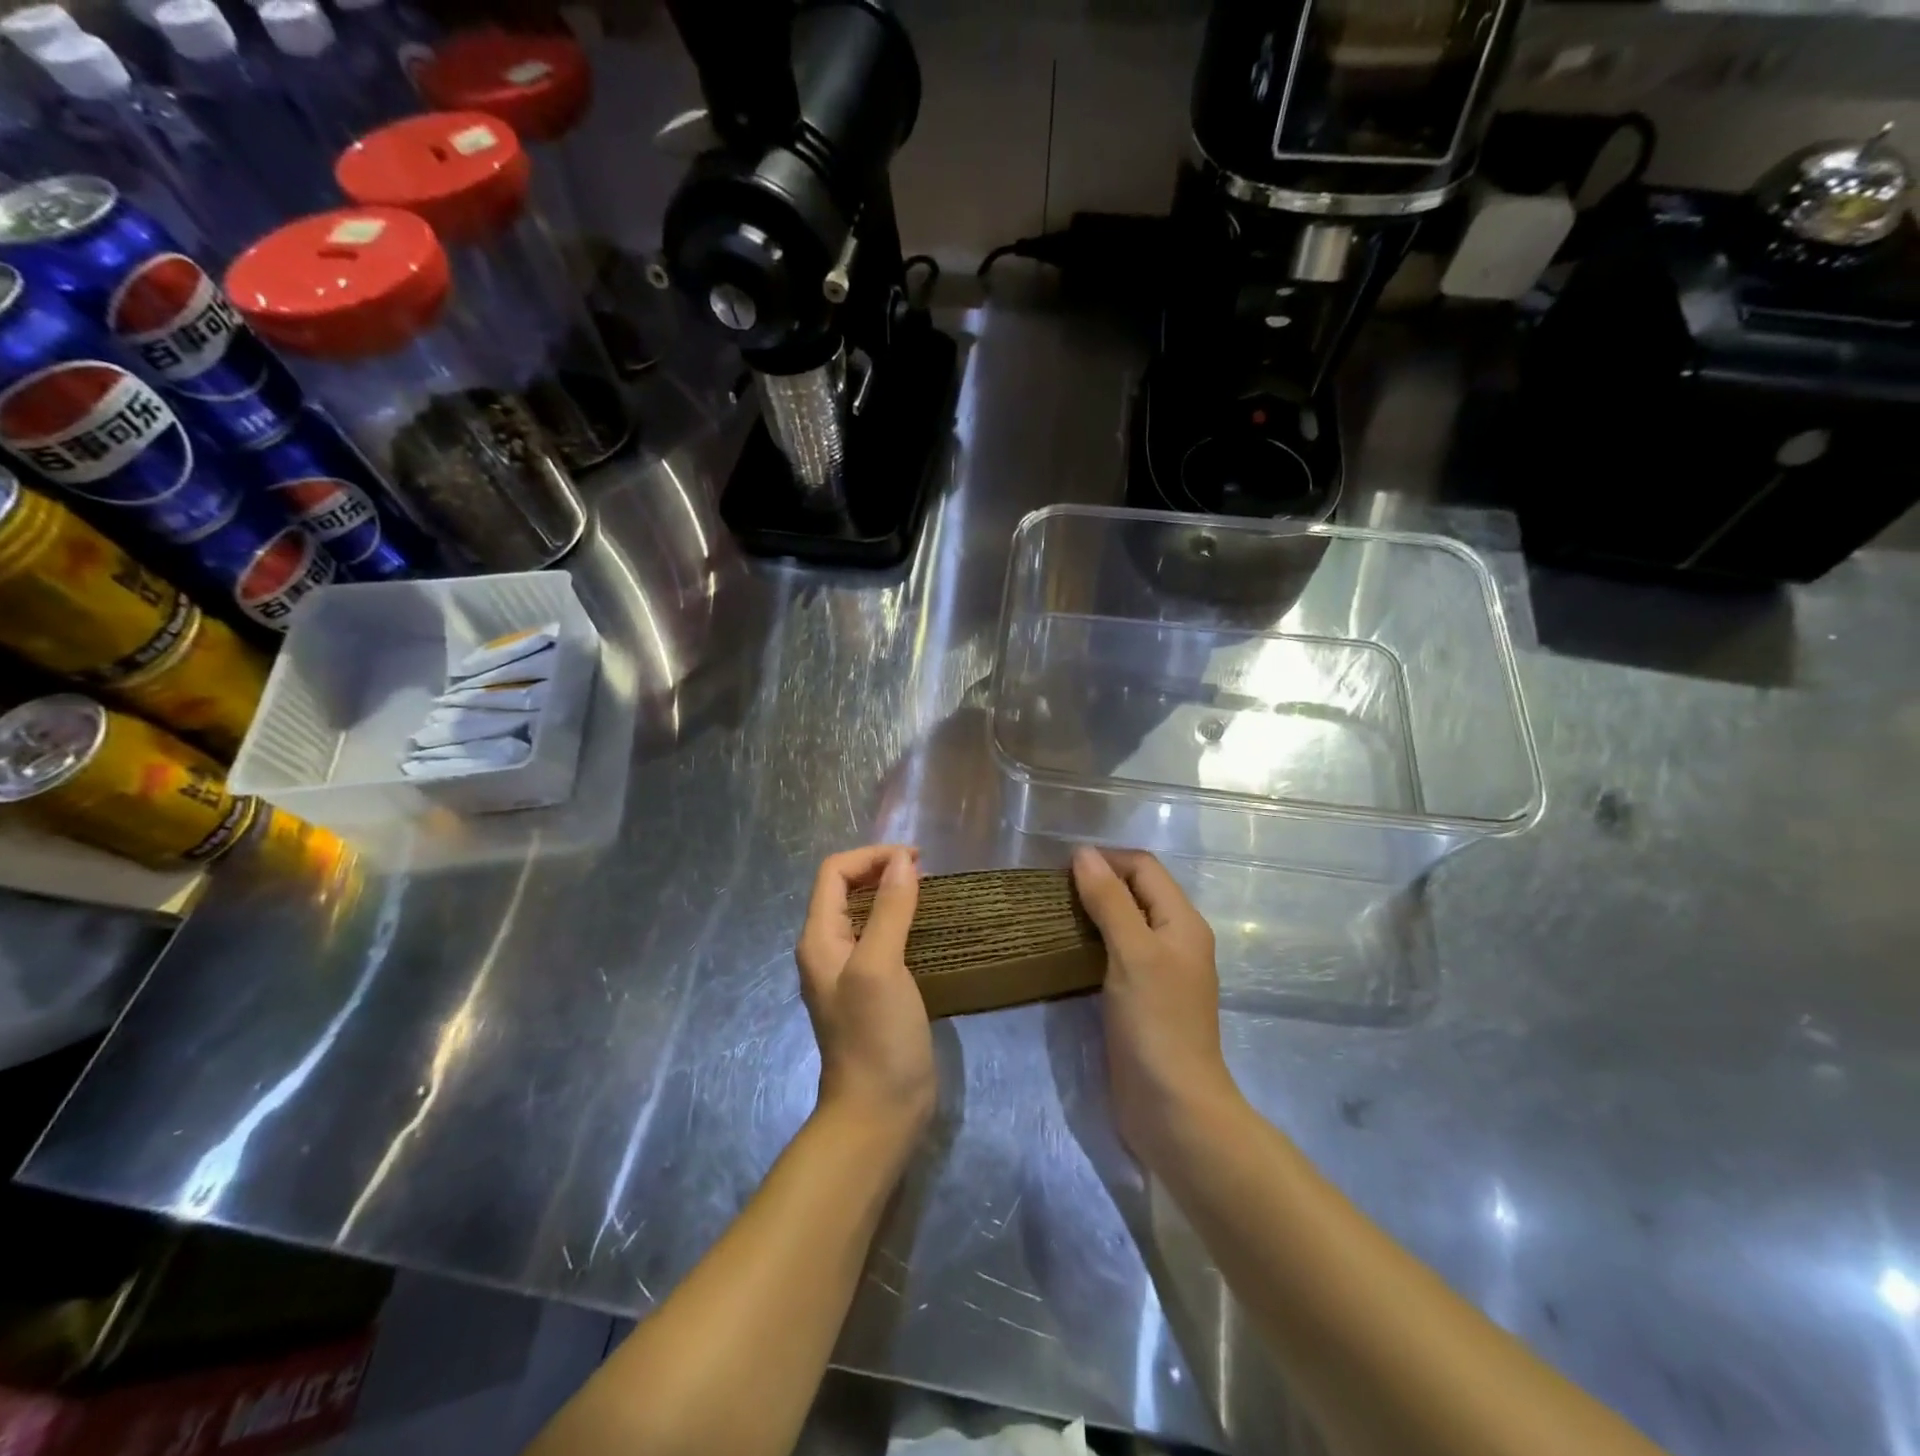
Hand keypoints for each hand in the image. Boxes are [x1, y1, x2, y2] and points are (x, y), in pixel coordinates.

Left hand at [797, 845, 933, 1141]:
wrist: (879, 1110)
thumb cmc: (876, 1036)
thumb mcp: (881, 967)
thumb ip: (889, 910)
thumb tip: (902, 862)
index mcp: (819, 938)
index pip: (835, 873)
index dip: (871, 856)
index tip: (915, 860)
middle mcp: (828, 949)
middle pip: (846, 888)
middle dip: (881, 870)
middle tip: (924, 871)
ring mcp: (850, 971)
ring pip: (865, 912)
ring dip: (892, 893)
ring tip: (928, 891)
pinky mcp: (872, 988)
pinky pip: (881, 938)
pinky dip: (901, 920)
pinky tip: (925, 927)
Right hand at [1071, 846, 1242, 1165]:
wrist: (1172, 1107)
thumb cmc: (1156, 1023)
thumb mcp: (1132, 953)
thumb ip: (1110, 901)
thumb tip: (1083, 854)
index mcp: (1182, 922)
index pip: (1144, 868)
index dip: (1106, 860)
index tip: (1061, 869)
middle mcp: (1174, 939)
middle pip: (1135, 892)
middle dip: (1096, 882)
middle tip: (1051, 891)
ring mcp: (1157, 971)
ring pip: (1123, 923)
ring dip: (1091, 912)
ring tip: (1051, 914)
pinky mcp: (1139, 997)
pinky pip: (1114, 953)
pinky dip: (1091, 942)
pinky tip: (1064, 949)